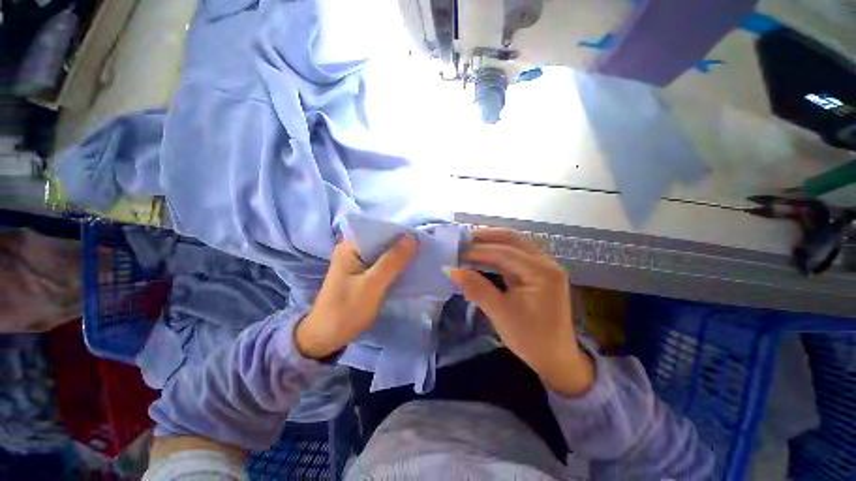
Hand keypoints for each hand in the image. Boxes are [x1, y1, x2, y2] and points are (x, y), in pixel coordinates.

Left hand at [295, 235, 416, 358]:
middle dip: (401, 245)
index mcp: (350, 247)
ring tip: (419, 256)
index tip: (419, 238)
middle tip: (423, 248)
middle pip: (381, 241)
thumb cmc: (347, 310)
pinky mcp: (361, 274)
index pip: (378, 231)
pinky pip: (381, 264)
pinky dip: (393, 266)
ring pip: (382, 253)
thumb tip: (412, 238)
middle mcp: (352, 250)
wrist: (326, 338)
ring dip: (398, 256)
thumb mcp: (372, 285)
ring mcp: (356, 263)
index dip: (399, 233)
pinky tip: (406, 268)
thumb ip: (392, 261)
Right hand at [448, 230, 594, 396]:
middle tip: (462, 239)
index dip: (478, 251)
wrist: (556, 359)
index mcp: (542, 272)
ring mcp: (543, 267)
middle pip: (512, 240)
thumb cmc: (530, 339)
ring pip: (514, 245)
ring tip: (468, 244)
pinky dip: (497, 254)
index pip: (505, 253)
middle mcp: (546, 263)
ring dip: (491, 243)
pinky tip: (483, 256)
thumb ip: (477, 288)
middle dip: (486, 237)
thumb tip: (452, 270)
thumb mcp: (501, 314)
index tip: (456, 252)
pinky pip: (515, 256)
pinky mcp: (537, 273)